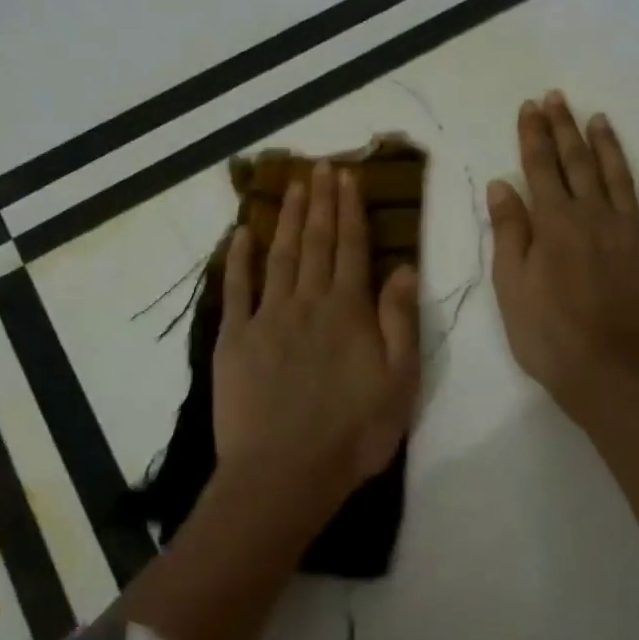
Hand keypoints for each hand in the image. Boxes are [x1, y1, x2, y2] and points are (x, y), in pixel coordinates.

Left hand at [212, 161, 420, 512]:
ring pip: (280, 255)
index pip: (352, 248)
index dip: (350, 210)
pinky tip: (240, 233)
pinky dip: (238, 258)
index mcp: (349, 311)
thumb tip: (403, 266)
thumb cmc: (353, 433)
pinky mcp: (235, 338)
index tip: (346, 177)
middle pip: (315, 242)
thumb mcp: (399, 381)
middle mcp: (308, 302)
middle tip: (319, 166)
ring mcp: (267, 317)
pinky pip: (237, 288)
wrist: (285, 472)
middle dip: (319, 202)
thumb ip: (399, 320)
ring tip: (291, 185)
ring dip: (287, 218)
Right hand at [486, 92, 638, 423]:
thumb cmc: (549, 335)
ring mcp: (634, 233)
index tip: (530, 107)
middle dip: (566, 128)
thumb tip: (503, 184)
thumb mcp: (511, 286)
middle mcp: (595, 216)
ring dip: (609, 146)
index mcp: (554, 223)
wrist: (613, 373)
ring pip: (621, 177)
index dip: (534, 135)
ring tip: (600, 119)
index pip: (540, 167)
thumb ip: (509, 231)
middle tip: (559, 98)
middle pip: (579, 163)